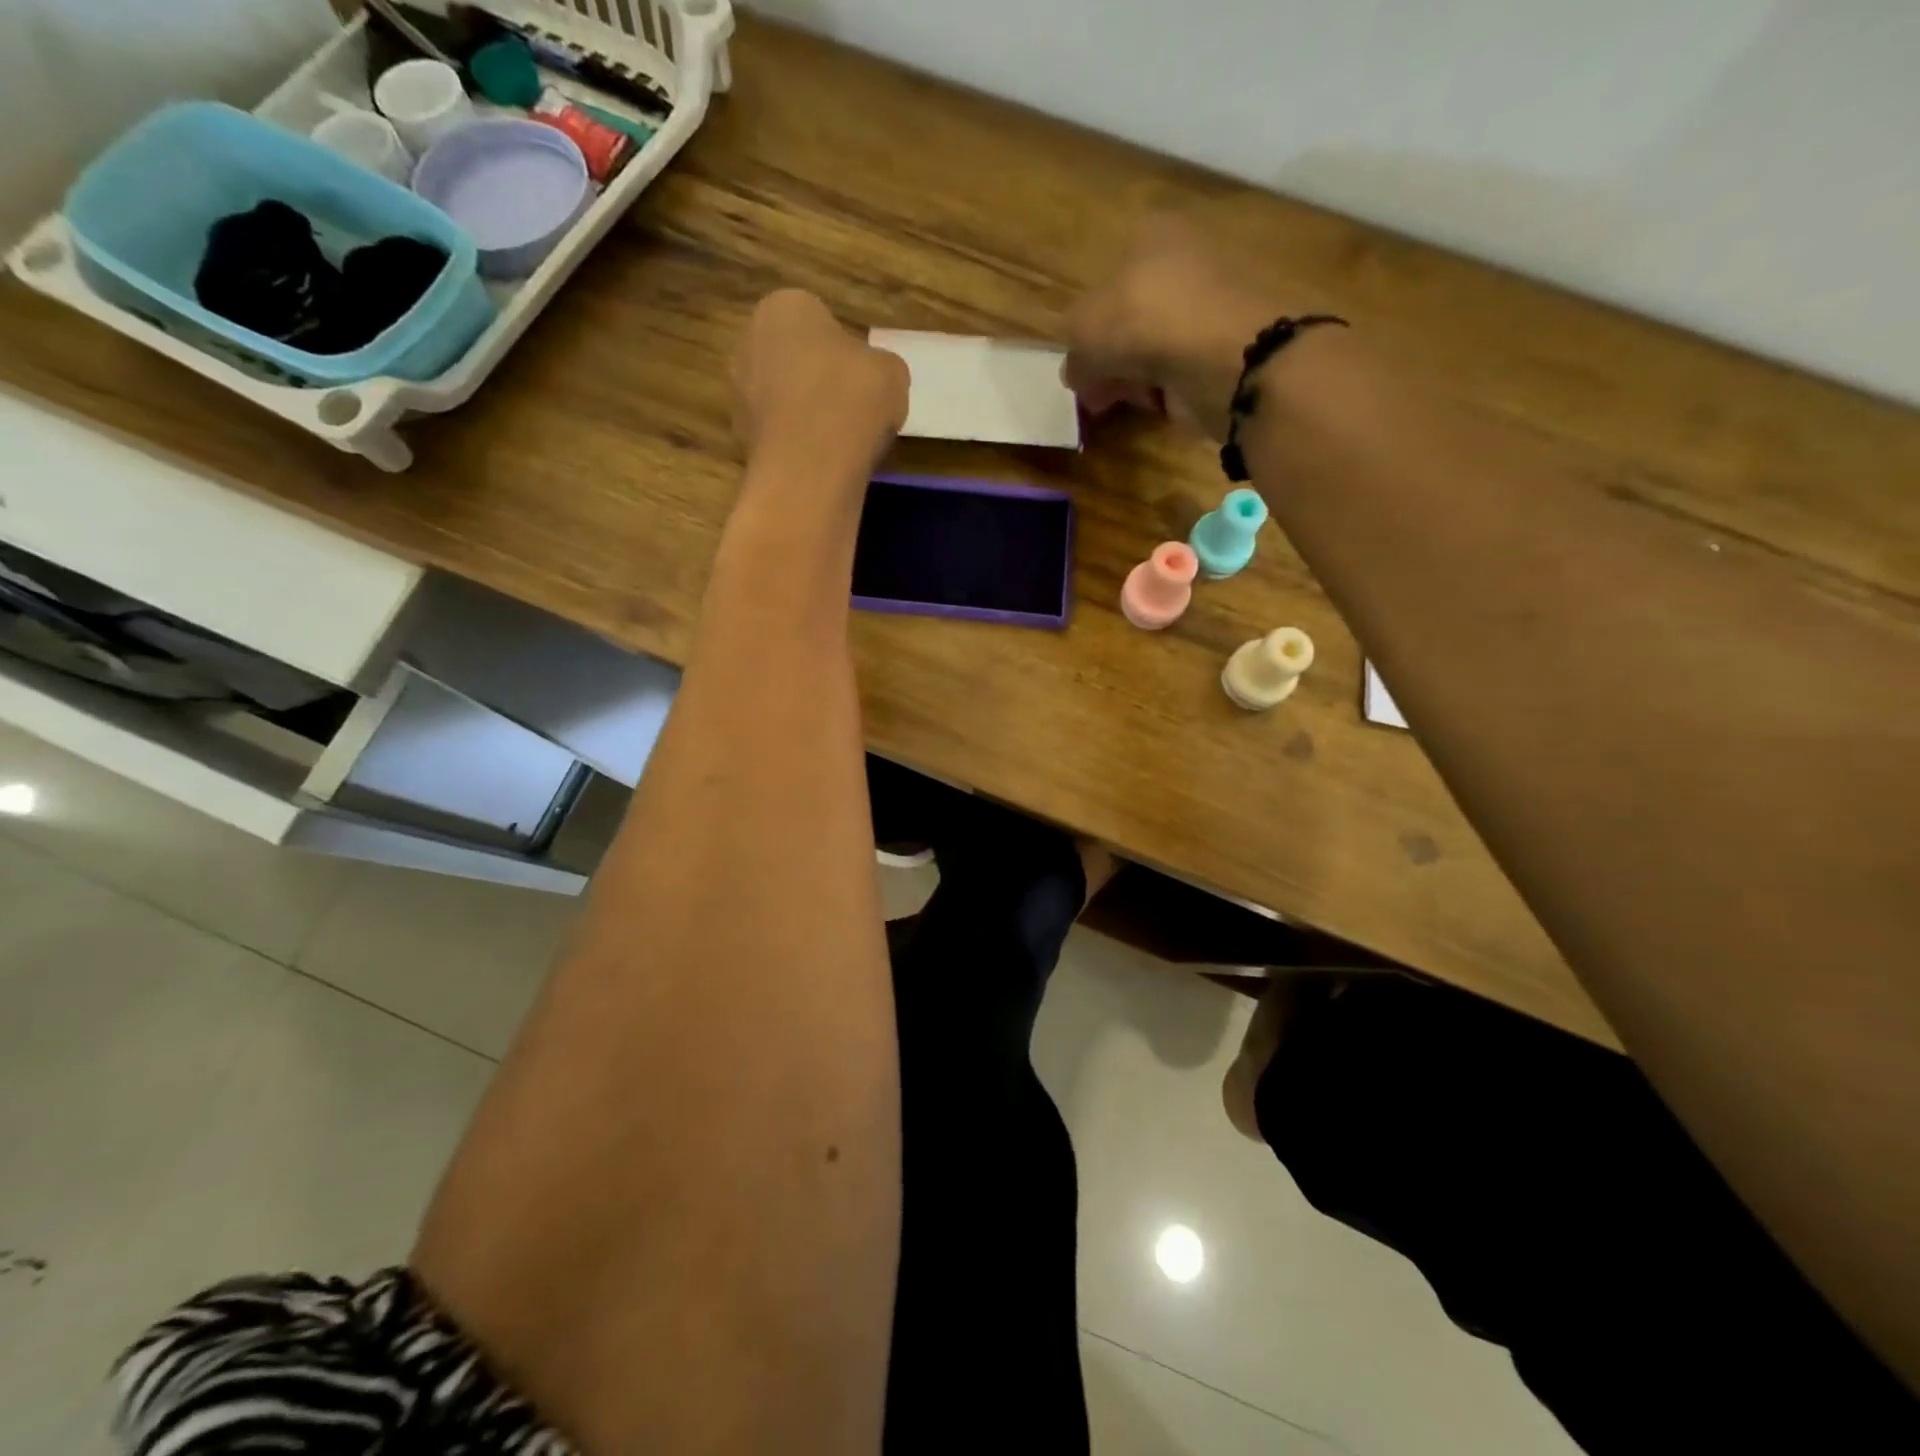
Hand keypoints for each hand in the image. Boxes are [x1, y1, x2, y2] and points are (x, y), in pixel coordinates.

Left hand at [734, 290, 909, 487]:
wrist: (814, 464)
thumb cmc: (853, 398)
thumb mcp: (892, 372)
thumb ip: (879, 366)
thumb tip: (873, 377)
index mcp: (784, 306)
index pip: (819, 320)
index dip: (845, 351)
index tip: (863, 378)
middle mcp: (750, 340)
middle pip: (794, 357)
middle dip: (818, 378)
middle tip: (852, 407)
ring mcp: (739, 390)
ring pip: (784, 396)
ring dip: (805, 412)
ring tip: (839, 439)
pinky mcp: (741, 435)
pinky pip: (779, 431)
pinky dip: (796, 442)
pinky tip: (821, 459)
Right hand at [1063, 217, 1299, 441]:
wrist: (1218, 356)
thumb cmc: (1141, 321)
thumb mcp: (1082, 329)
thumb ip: (1073, 350)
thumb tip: (1077, 372)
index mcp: (1151, 235)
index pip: (1110, 277)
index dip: (1089, 322)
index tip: (1079, 359)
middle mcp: (1185, 263)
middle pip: (1133, 315)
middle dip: (1111, 355)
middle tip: (1092, 389)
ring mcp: (1209, 308)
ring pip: (1156, 347)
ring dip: (1134, 375)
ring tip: (1117, 402)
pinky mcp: (1225, 351)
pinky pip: (1180, 372)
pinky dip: (1164, 389)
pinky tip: (1151, 404)